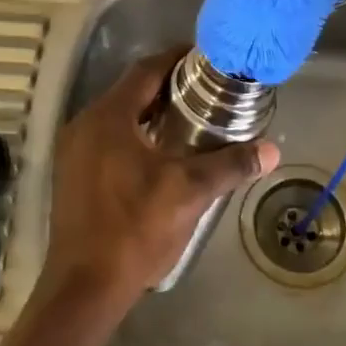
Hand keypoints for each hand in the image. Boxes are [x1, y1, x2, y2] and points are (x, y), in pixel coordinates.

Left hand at [46, 49, 280, 307]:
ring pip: (119, 115)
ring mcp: (74, 151)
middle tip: (208, 89)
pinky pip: (109, 137)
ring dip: (153, 111)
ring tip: (193, 117)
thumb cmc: (135, 229)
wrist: (85, 287)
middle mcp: (85, 124)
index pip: (146, 70)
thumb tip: (271, 150)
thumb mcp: (190, 192)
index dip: (177, 59)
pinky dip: (136, 133)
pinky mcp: (73, 174)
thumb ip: (230, 165)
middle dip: (169, 86)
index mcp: (108, 117)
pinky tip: (163, 152)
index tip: (207, 58)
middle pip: (131, 90)